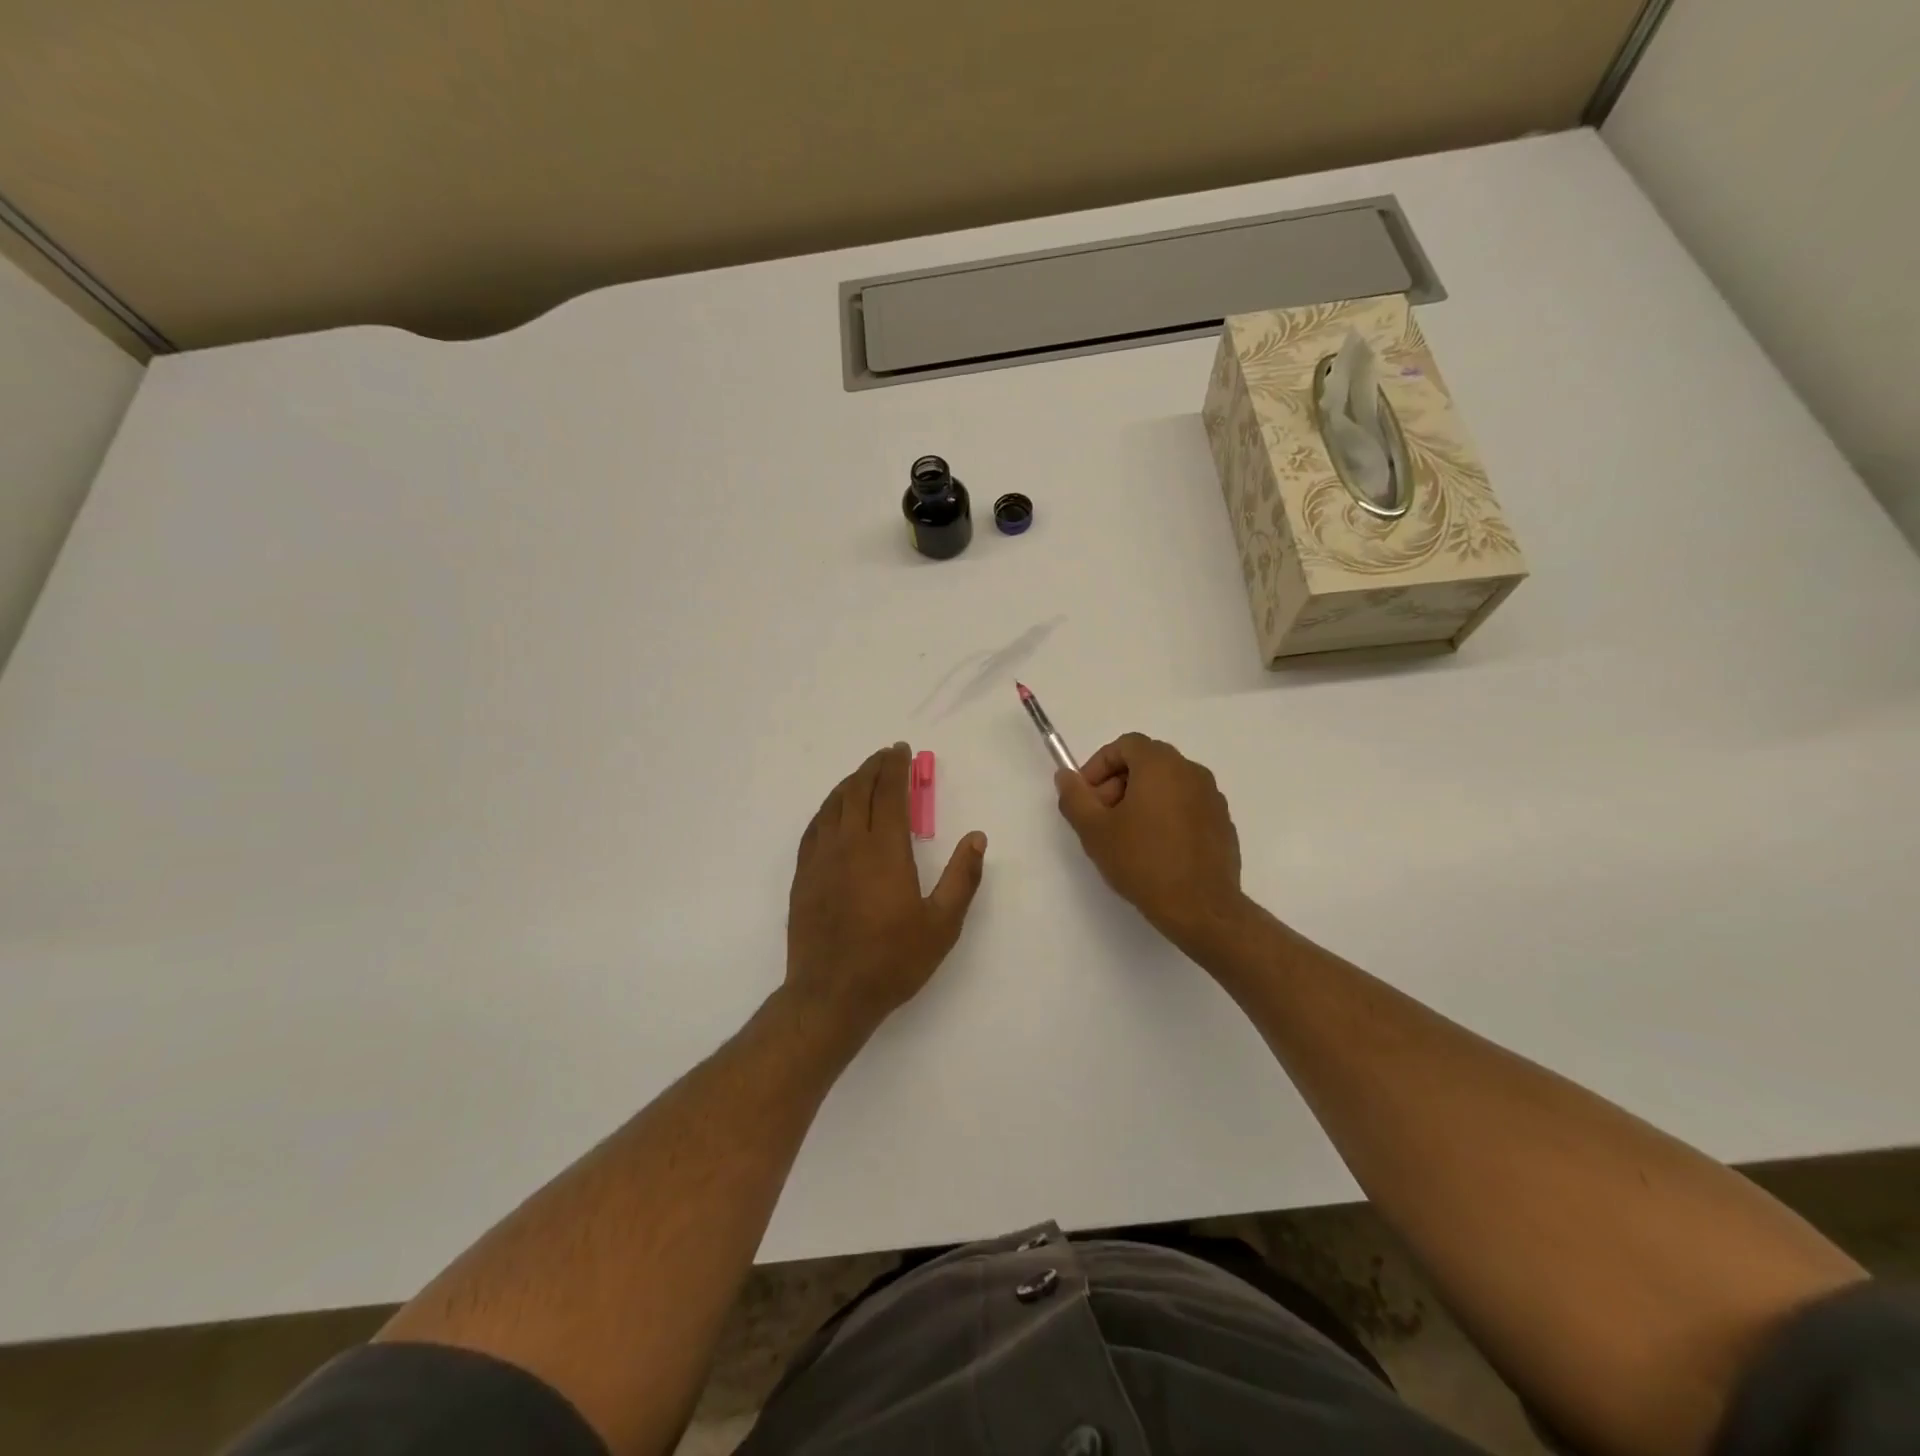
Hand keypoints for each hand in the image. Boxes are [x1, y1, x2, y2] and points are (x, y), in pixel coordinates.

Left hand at [786, 744, 987, 1032]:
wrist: (831, 994)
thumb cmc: (892, 960)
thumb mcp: (942, 925)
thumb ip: (962, 878)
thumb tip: (977, 838)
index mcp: (885, 850)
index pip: (889, 794)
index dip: (895, 768)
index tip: (901, 751)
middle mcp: (849, 844)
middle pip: (858, 791)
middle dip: (873, 768)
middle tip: (885, 755)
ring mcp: (821, 858)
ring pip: (833, 805)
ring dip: (850, 783)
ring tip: (863, 775)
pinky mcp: (803, 875)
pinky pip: (814, 827)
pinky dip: (827, 808)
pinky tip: (833, 811)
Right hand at [1055, 734, 1248, 954]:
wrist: (1200, 908)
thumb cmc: (1143, 862)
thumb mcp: (1094, 831)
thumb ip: (1075, 797)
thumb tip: (1066, 777)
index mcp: (1161, 765)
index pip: (1125, 745)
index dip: (1099, 766)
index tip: (1087, 796)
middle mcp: (1191, 772)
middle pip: (1147, 762)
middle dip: (1118, 782)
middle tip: (1103, 817)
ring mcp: (1212, 797)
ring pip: (1168, 784)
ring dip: (1142, 798)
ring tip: (1127, 836)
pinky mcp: (1223, 822)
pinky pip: (1187, 805)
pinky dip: (1166, 814)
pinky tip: (1156, 849)